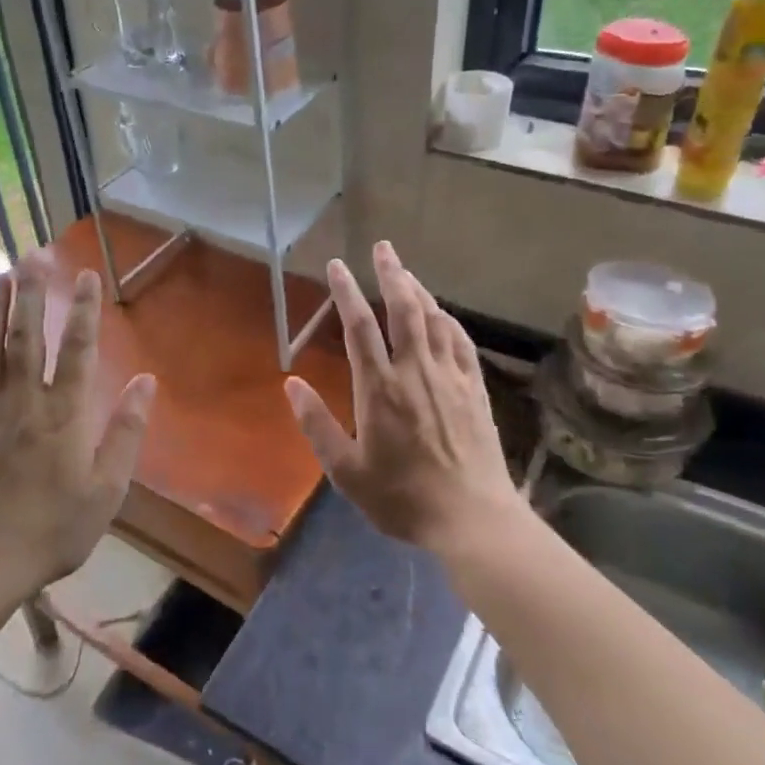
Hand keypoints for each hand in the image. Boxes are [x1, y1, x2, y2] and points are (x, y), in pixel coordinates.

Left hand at [0, 254, 155, 596]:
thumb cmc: (53, 528)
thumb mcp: (107, 488)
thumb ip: (126, 431)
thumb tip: (146, 381)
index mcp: (63, 413)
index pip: (77, 349)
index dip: (83, 309)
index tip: (86, 274)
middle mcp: (23, 401)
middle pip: (27, 336)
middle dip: (33, 292)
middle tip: (35, 254)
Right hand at [284, 241, 519, 554]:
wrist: (471, 517)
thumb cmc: (402, 497)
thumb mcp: (346, 471)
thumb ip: (317, 424)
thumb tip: (291, 383)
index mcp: (379, 388)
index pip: (359, 326)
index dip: (346, 292)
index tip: (337, 265)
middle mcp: (415, 371)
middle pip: (403, 308)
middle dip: (391, 273)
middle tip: (383, 248)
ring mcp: (449, 376)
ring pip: (434, 318)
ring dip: (418, 290)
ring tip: (405, 272)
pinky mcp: (474, 387)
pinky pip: (460, 341)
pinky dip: (447, 319)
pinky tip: (442, 313)